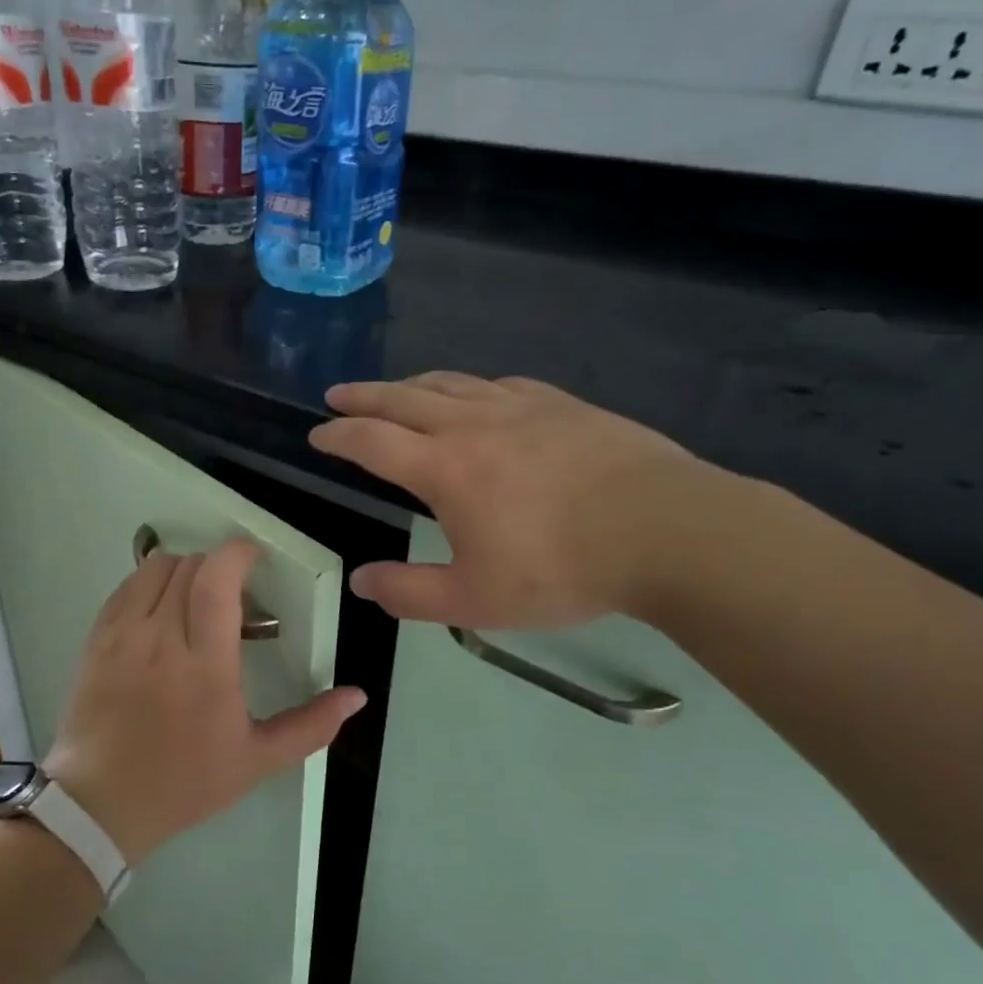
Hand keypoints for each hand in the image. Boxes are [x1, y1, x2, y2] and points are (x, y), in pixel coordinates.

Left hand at [44, 539, 365, 863]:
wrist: (102, 804)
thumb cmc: (185, 782)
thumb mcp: (256, 760)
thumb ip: (311, 725)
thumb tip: (357, 696)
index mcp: (205, 665)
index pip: (217, 579)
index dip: (239, 554)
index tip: (255, 559)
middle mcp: (160, 638)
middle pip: (191, 566)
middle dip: (218, 567)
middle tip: (234, 595)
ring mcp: (122, 635)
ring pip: (155, 568)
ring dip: (184, 570)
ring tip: (197, 599)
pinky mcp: (96, 639)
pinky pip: (126, 587)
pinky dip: (150, 583)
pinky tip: (161, 611)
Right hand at [310, 372, 721, 629]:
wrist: (666, 530)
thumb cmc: (562, 569)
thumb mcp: (475, 600)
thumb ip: (410, 593)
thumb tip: (362, 582)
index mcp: (444, 468)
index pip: (372, 441)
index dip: (338, 436)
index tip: (317, 435)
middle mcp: (473, 425)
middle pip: (403, 398)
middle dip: (364, 396)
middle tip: (338, 394)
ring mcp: (521, 407)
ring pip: (451, 383)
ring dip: (412, 384)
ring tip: (396, 391)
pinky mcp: (562, 404)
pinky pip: (499, 384)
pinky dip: (469, 387)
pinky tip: (477, 395)